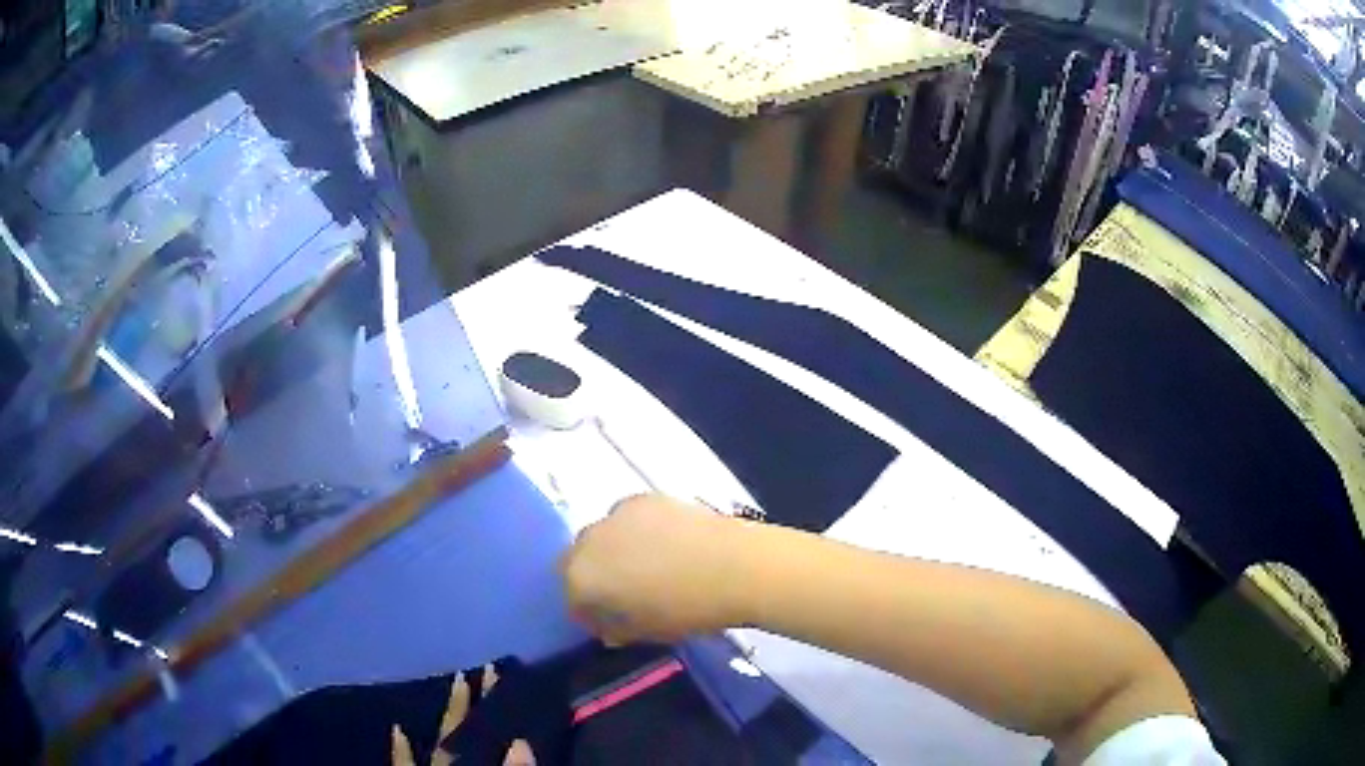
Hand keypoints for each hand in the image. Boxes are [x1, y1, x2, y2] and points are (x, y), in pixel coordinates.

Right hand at [560, 494, 752, 643]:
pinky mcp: (644, 498)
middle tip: (622, 593)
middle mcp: (588, 542)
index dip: (589, 613)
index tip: (608, 623)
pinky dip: (635, 531)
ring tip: (646, 566)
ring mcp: (616, 514)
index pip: (572, 598)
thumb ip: (618, 629)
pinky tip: (666, 544)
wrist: (735, 567)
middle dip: (593, 577)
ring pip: (601, 535)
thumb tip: (611, 627)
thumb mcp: (647, 633)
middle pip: (577, 560)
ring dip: (612, 551)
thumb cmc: (687, 610)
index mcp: (582, 579)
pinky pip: (627, 518)